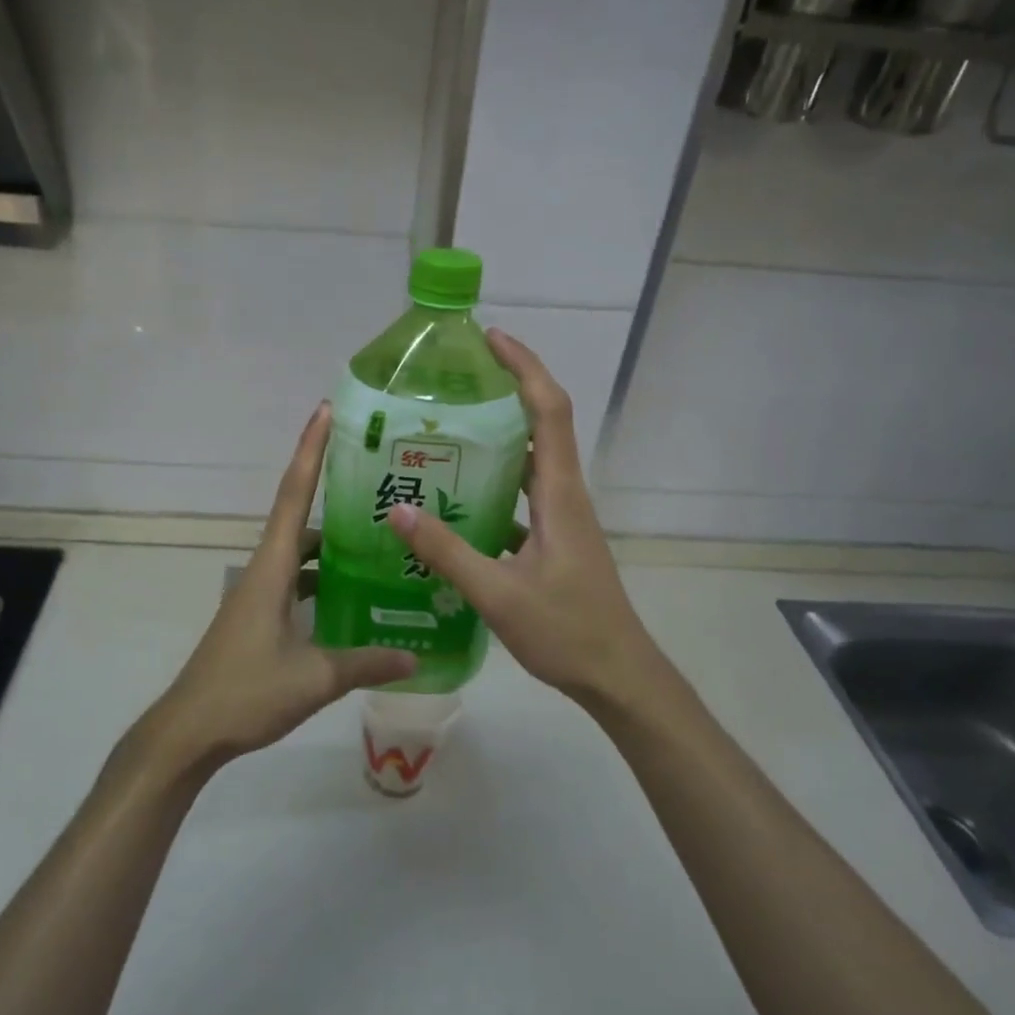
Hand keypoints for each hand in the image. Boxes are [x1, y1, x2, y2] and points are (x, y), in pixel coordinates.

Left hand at [142, 403, 415, 775]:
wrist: (189, 731)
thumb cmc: (246, 692)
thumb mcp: (315, 677)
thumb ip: (367, 661)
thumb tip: (415, 656)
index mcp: (271, 567)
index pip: (292, 494)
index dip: (310, 450)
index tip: (326, 411)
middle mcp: (263, 570)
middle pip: (298, 516)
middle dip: (332, 492)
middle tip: (379, 481)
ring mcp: (259, 595)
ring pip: (300, 554)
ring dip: (331, 542)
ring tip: (378, 538)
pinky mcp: (259, 618)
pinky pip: (297, 582)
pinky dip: (323, 578)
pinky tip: (354, 594)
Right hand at [387, 331, 665, 710]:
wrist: (618, 676)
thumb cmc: (568, 631)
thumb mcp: (498, 594)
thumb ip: (446, 551)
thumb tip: (396, 509)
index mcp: (559, 494)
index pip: (548, 410)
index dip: (524, 367)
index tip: (491, 338)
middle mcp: (563, 495)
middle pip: (541, 425)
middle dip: (505, 392)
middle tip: (453, 383)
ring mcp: (561, 519)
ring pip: (529, 463)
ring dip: (497, 440)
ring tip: (444, 434)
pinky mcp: (553, 542)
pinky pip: (520, 499)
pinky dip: (491, 488)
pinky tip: (452, 505)